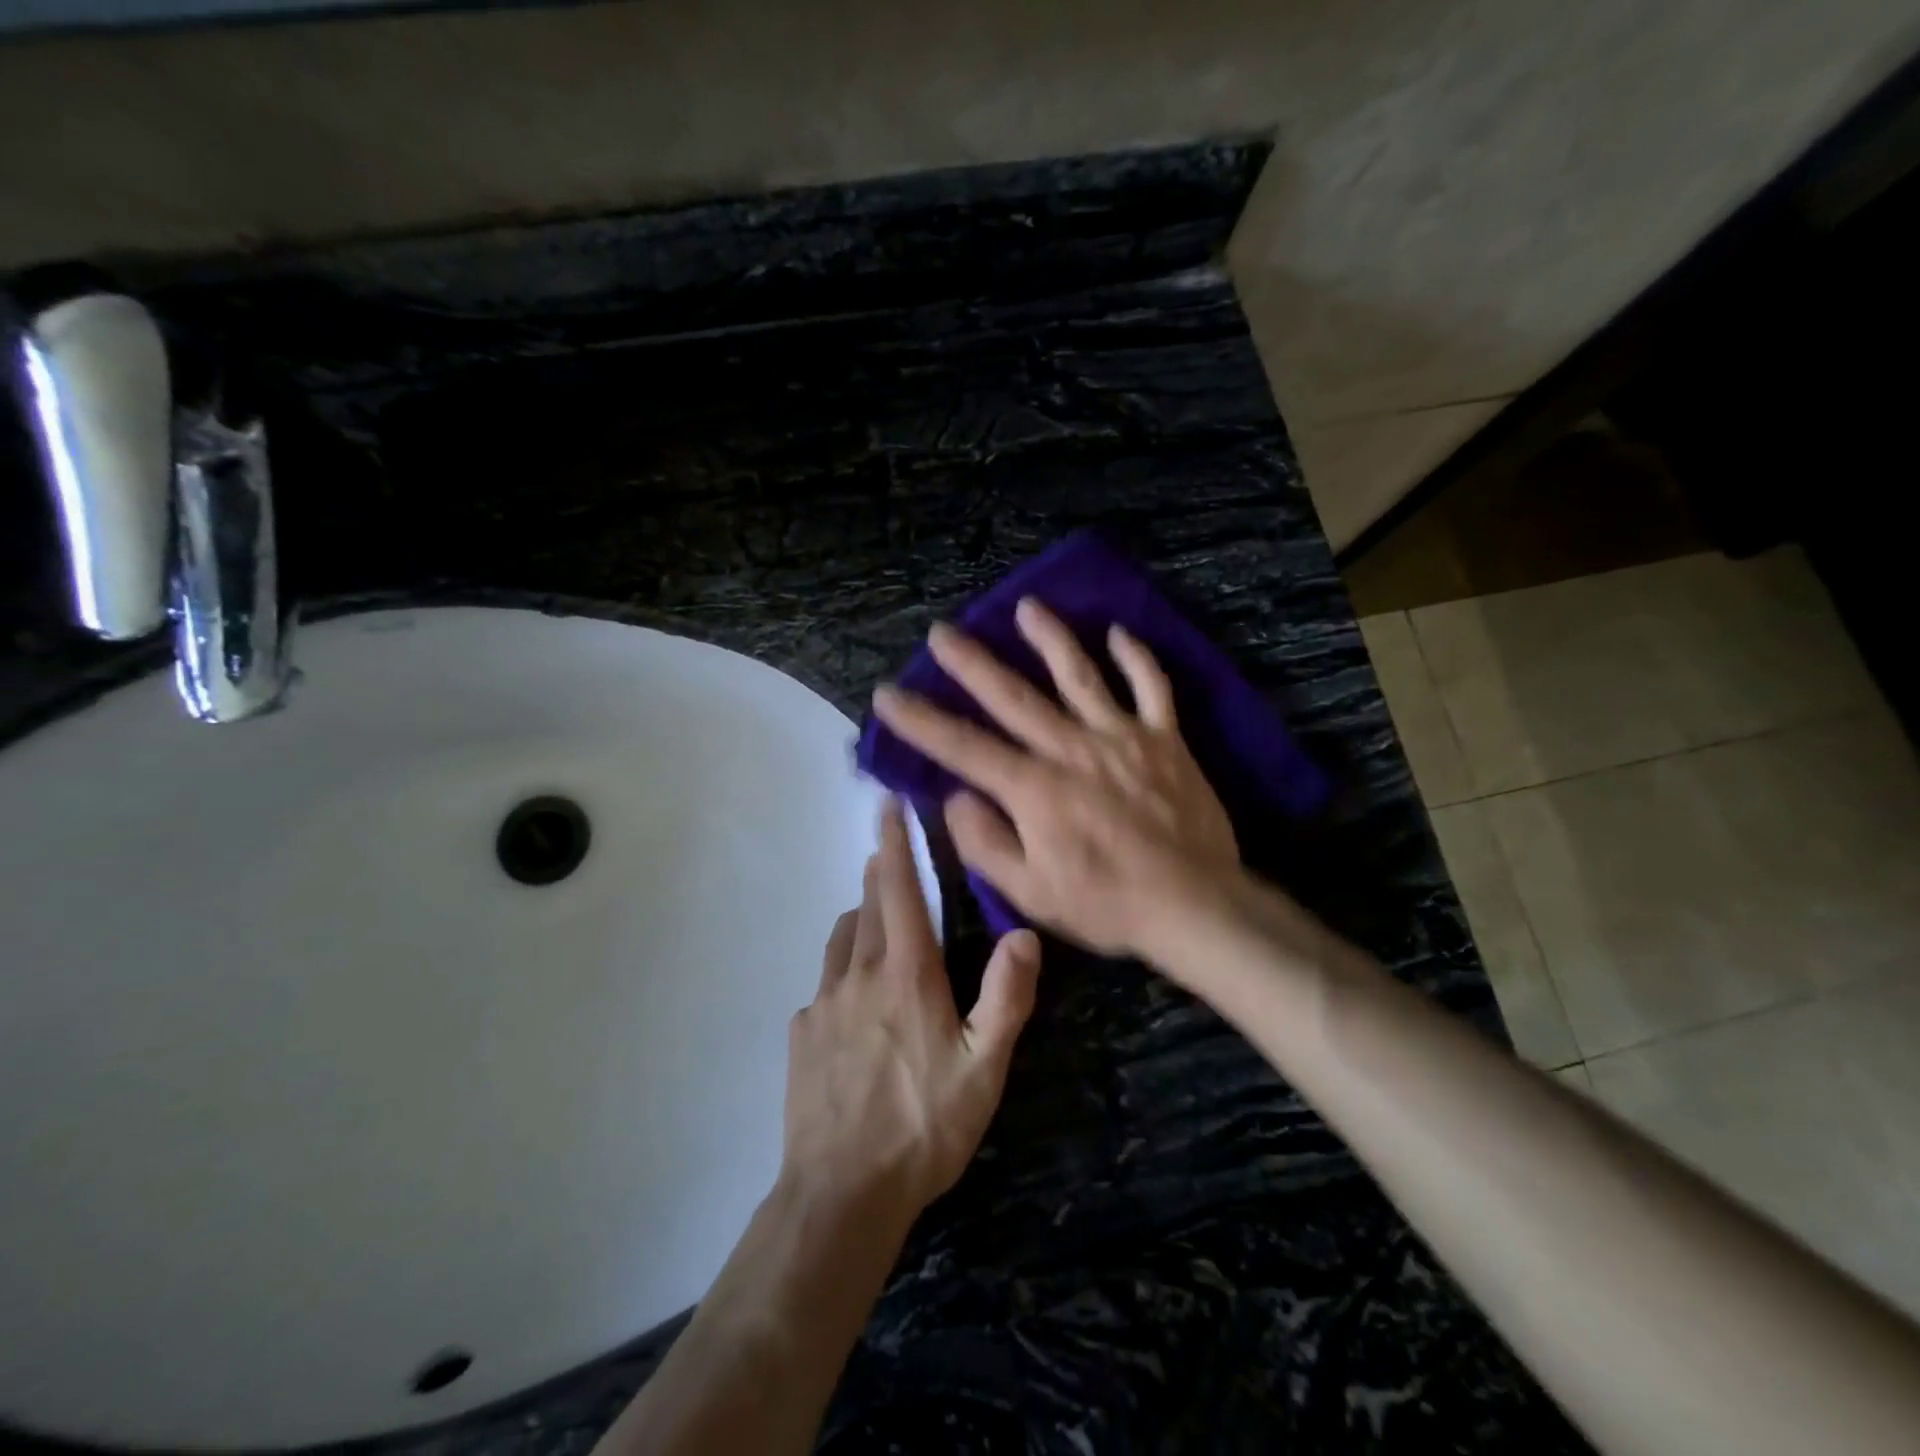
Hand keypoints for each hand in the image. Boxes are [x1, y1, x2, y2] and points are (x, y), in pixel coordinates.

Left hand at [782, 801, 1041, 1221]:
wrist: (841, 1194)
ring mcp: (822, 1005)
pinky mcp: (801, 1036)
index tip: (886, 805)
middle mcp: (858, 975)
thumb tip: (1025, 935)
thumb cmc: (923, 1126)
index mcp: (905, 975)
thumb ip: (1006, 998)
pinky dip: (839, 974)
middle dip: (880, 875)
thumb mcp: (983, 1069)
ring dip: (858, 919)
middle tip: (888, 858)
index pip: (899, 891)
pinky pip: (822, 987)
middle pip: (868, 907)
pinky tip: (850, 1003)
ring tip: (873, 921)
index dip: (894, 844)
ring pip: (840, 941)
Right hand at [870, 597, 1241, 961]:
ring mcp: (1121, 737)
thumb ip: (985, 842)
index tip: (887, 694)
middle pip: (1013, 696)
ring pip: (1080, 675)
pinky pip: (1151, 687)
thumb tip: (956, 798)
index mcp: (1034, 788)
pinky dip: (1136, 658)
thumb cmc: (1106, 904)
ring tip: (1027, 607)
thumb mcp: (1030, 892)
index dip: (919, 720)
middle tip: (943, 632)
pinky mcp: (1164, 739)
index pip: (963, 747)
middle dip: (972, 663)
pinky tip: (1118, 632)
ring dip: (1051, 638)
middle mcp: (1071, 748)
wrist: (1194, 904)